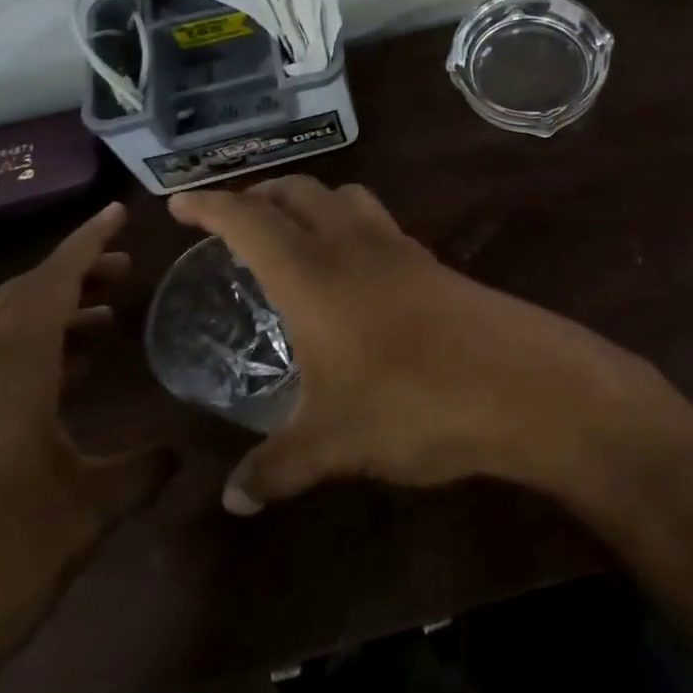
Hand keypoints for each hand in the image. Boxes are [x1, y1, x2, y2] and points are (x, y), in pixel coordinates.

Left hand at [0, 203, 176, 692]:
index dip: (87, 241)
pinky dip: (25, 354)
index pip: (52, 281)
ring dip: (49, 314)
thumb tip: (185, 449)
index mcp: (9, 370)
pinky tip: (55, 388)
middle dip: (72, 274)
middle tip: (123, 272)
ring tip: (101, 324)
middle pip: (20, 296)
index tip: (117, 209)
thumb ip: (141, 472)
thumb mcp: (86, 515)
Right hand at [168, 177, 667, 514]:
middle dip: (258, 195)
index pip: (249, 218)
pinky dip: (348, 224)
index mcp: (312, 271)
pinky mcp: (430, 261)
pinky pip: (376, 222)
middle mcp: (351, 242)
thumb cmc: (410, 400)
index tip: (179, 203)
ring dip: (309, 201)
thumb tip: (233, 501)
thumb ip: (277, 468)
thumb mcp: (332, 443)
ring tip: (290, 234)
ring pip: (343, 196)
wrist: (514, 379)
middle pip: (297, 191)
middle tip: (231, 220)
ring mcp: (397, 246)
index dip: (210, 205)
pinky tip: (350, 269)